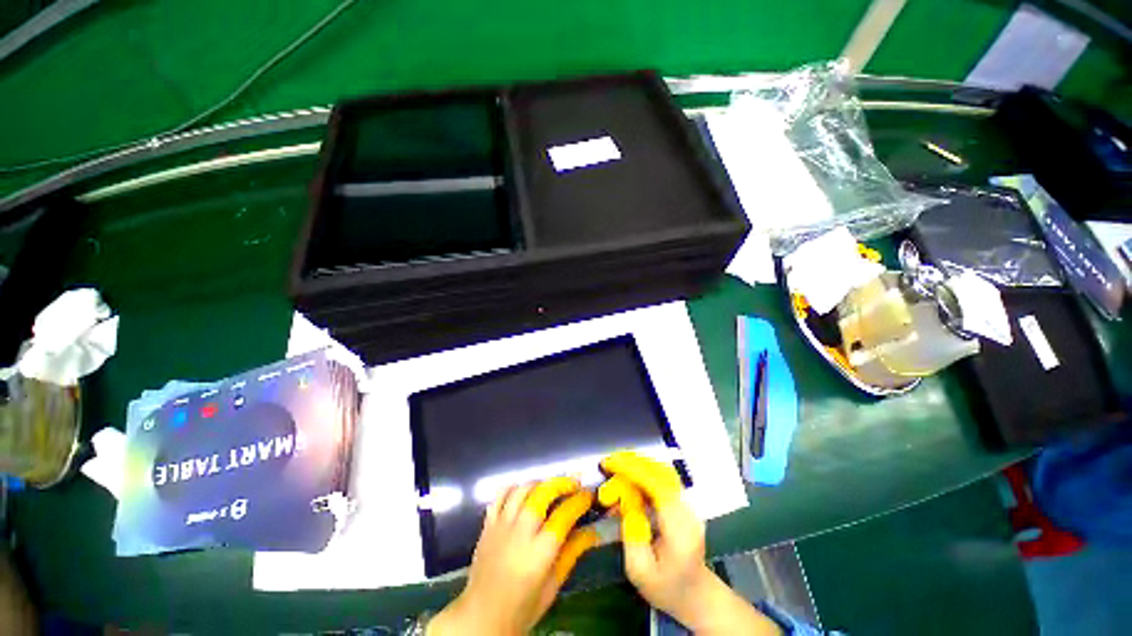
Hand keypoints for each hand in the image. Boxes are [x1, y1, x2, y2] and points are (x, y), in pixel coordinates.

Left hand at [428, 477, 598, 635]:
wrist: (482, 615)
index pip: (564, 515)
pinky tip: (524, 492)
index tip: (589, 495)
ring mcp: (501, 525)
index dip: (580, 501)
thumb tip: (593, 531)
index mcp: (539, 553)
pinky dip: (515, 487)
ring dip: (540, 483)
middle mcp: (520, 533)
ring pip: (523, 489)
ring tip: (550, 488)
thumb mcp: (553, 585)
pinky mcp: (488, 524)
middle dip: (562, 483)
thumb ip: (572, 553)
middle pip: (543, 493)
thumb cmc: (523, 606)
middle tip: (574, 484)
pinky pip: (501, 494)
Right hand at [599, 451, 780, 634]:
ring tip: (615, 464)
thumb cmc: (665, 588)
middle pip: (661, 473)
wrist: (696, 596)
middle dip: (633, 463)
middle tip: (609, 463)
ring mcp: (688, 504)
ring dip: (638, 464)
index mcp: (680, 529)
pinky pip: (663, 478)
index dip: (633, 470)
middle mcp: (688, 510)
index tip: (611, 464)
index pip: (657, 486)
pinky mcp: (683, 502)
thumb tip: (622, 496)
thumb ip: (631, 531)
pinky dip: (644, 471)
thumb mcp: (639, 569)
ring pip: (662, 472)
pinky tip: (629, 474)